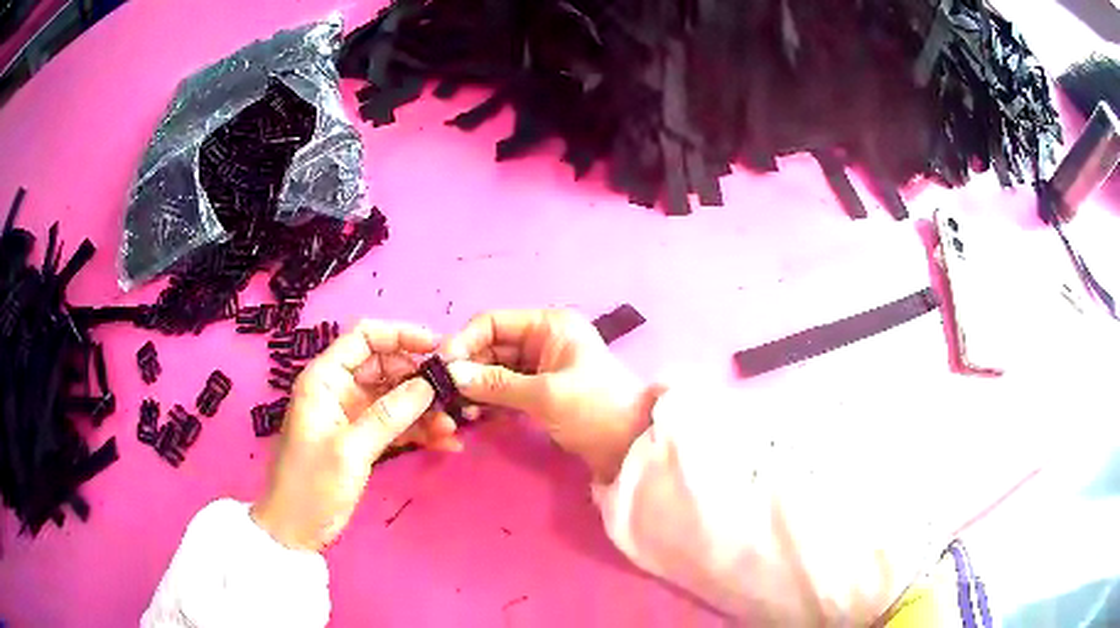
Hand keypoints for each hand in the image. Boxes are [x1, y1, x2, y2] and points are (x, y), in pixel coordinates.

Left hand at [251, 320, 453, 551]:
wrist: (296, 528)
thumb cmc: (312, 484)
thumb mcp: (350, 449)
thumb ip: (389, 415)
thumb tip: (428, 385)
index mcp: (325, 379)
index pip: (364, 337)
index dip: (400, 335)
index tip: (437, 348)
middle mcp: (339, 389)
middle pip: (385, 367)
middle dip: (418, 380)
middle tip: (452, 395)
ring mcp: (352, 415)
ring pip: (394, 398)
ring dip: (423, 410)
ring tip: (452, 428)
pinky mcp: (362, 439)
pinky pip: (395, 425)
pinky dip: (418, 432)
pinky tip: (445, 443)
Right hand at [443, 309, 660, 482]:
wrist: (632, 447)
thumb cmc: (595, 410)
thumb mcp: (545, 395)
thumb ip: (495, 383)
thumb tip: (451, 374)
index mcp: (549, 325)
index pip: (494, 322)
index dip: (465, 341)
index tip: (441, 367)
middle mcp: (542, 339)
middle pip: (491, 346)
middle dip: (468, 369)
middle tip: (445, 395)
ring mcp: (541, 366)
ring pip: (495, 370)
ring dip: (476, 387)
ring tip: (461, 411)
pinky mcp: (540, 391)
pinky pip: (505, 389)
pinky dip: (490, 400)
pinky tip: (476, 415)